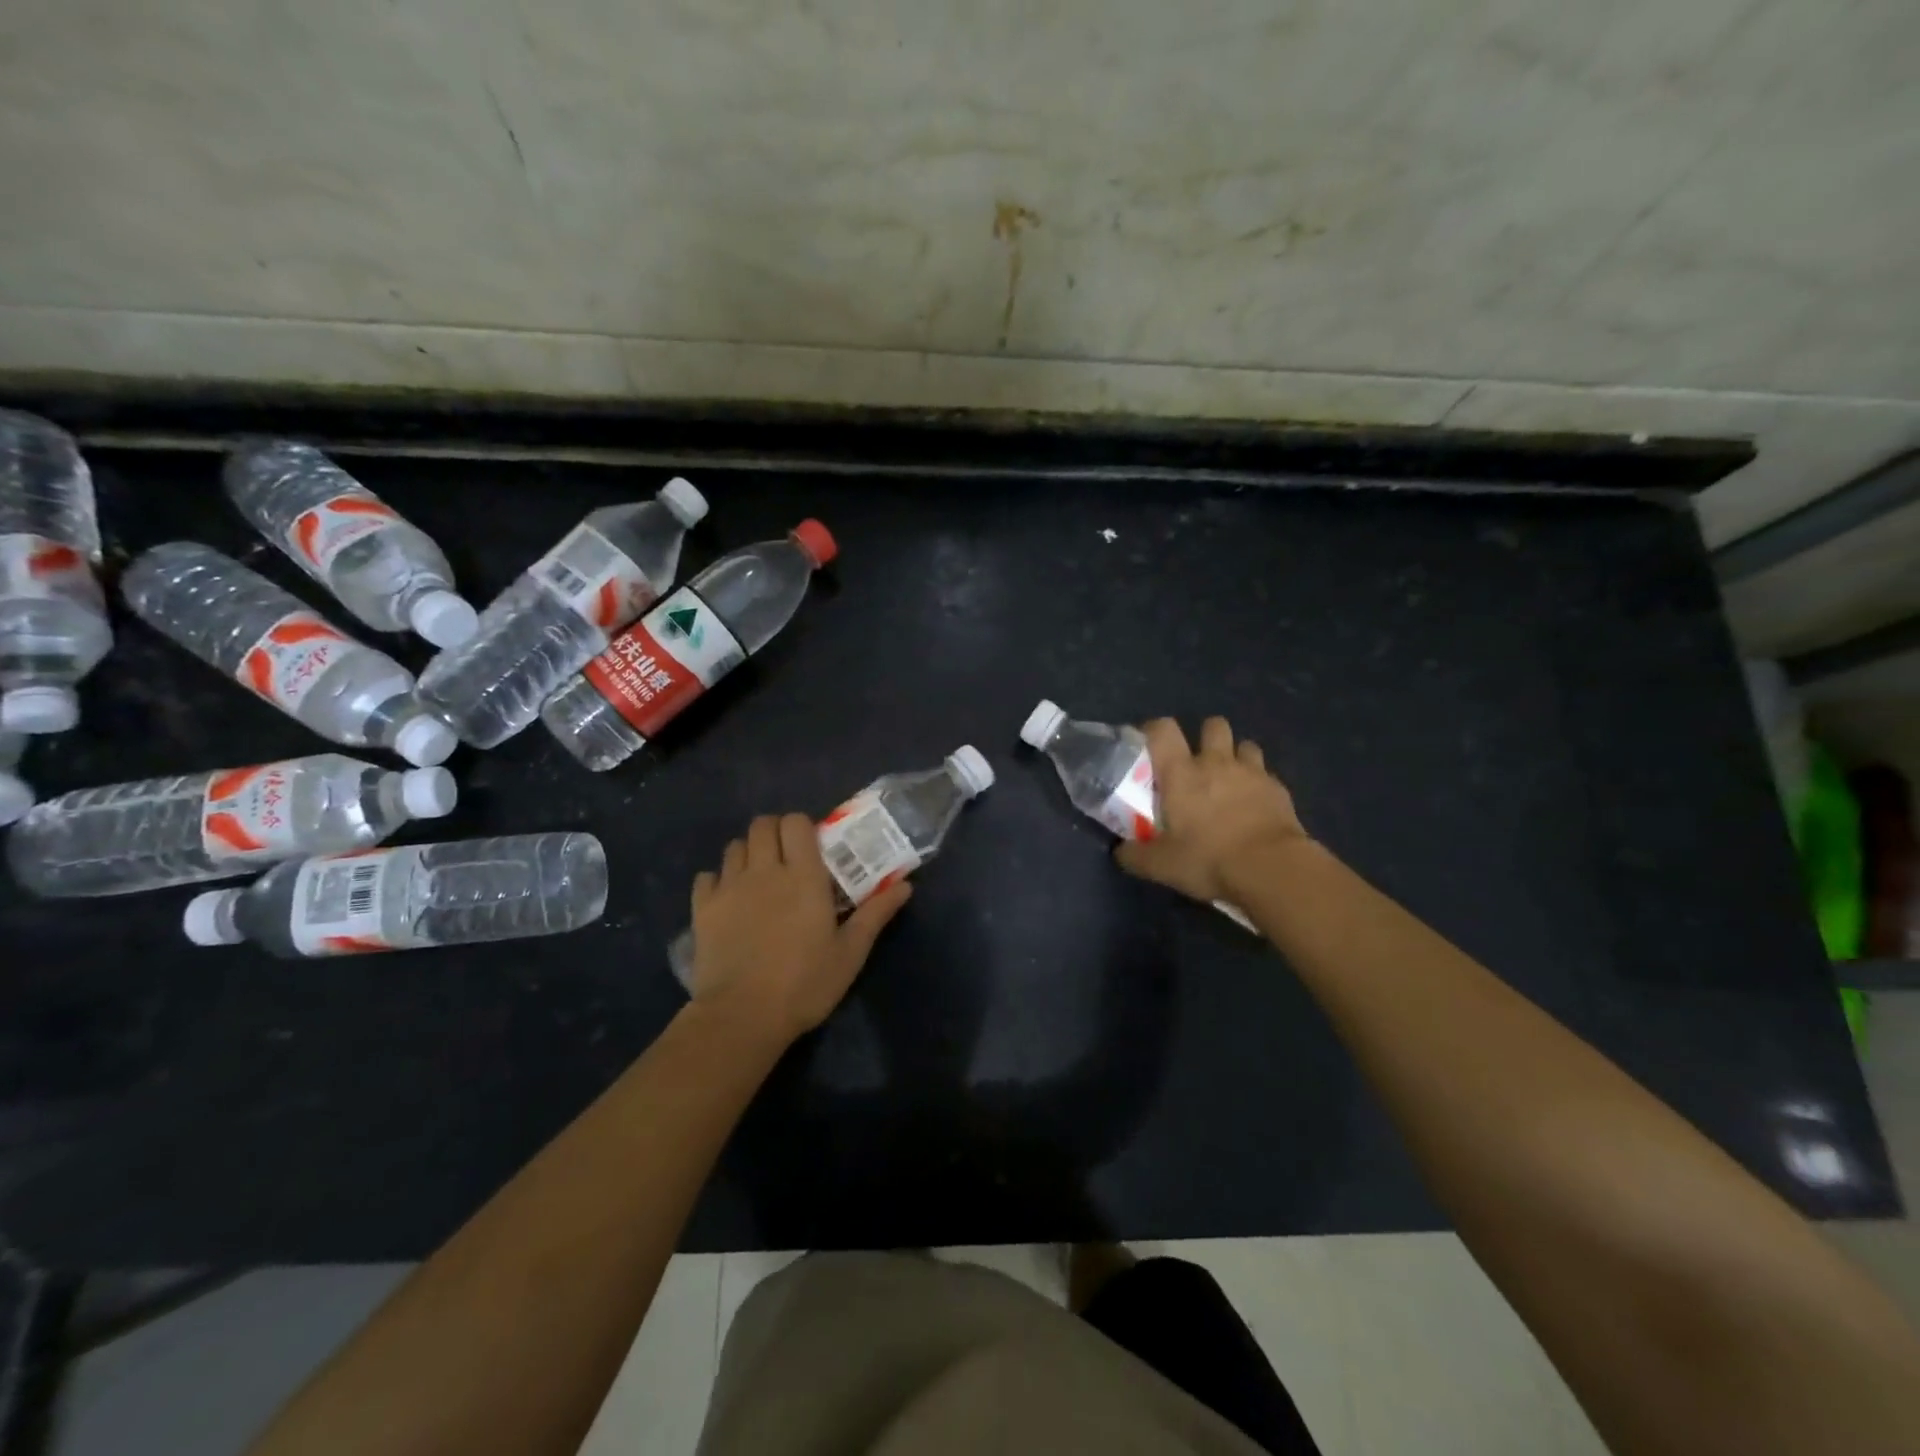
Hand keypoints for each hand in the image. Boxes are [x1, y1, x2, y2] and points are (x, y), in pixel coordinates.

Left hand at [686, 814, 911, 1044]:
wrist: (742, 1016)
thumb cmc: (805, 983)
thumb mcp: (850, 953)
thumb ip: (876, 913)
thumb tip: (905, 884)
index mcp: (803, 875)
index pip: (796, 822)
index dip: (803, 827)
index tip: (812, 848)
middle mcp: (764, 870)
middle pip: (762, 824)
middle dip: (774, 833)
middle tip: (786, 859)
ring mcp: (729, 887)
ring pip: (734, 846)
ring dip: (748, 853)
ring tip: (758, 878)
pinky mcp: (702, 909)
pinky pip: (706, 877)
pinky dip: (717, 880)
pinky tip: (728, 900)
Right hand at [1115, 716, 1309, 903]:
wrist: (1272, 870)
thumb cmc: (1208, 859)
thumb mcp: (1161, 865)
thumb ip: (1135, 855)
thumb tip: (1121, 852)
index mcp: (1181, 773)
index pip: (1163, 730)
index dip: (1154, 730)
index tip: (1150, 744)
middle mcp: (1216, 762)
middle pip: (1212, 725)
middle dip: (1205, 736)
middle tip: (1197, 763)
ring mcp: (1252, 772)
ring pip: (1244, 745)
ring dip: (1235, 756)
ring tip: (1229, 780)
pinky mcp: (1279, 789)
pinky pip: (1266, 774)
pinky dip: (1258, 783)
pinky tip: (1254, 805)